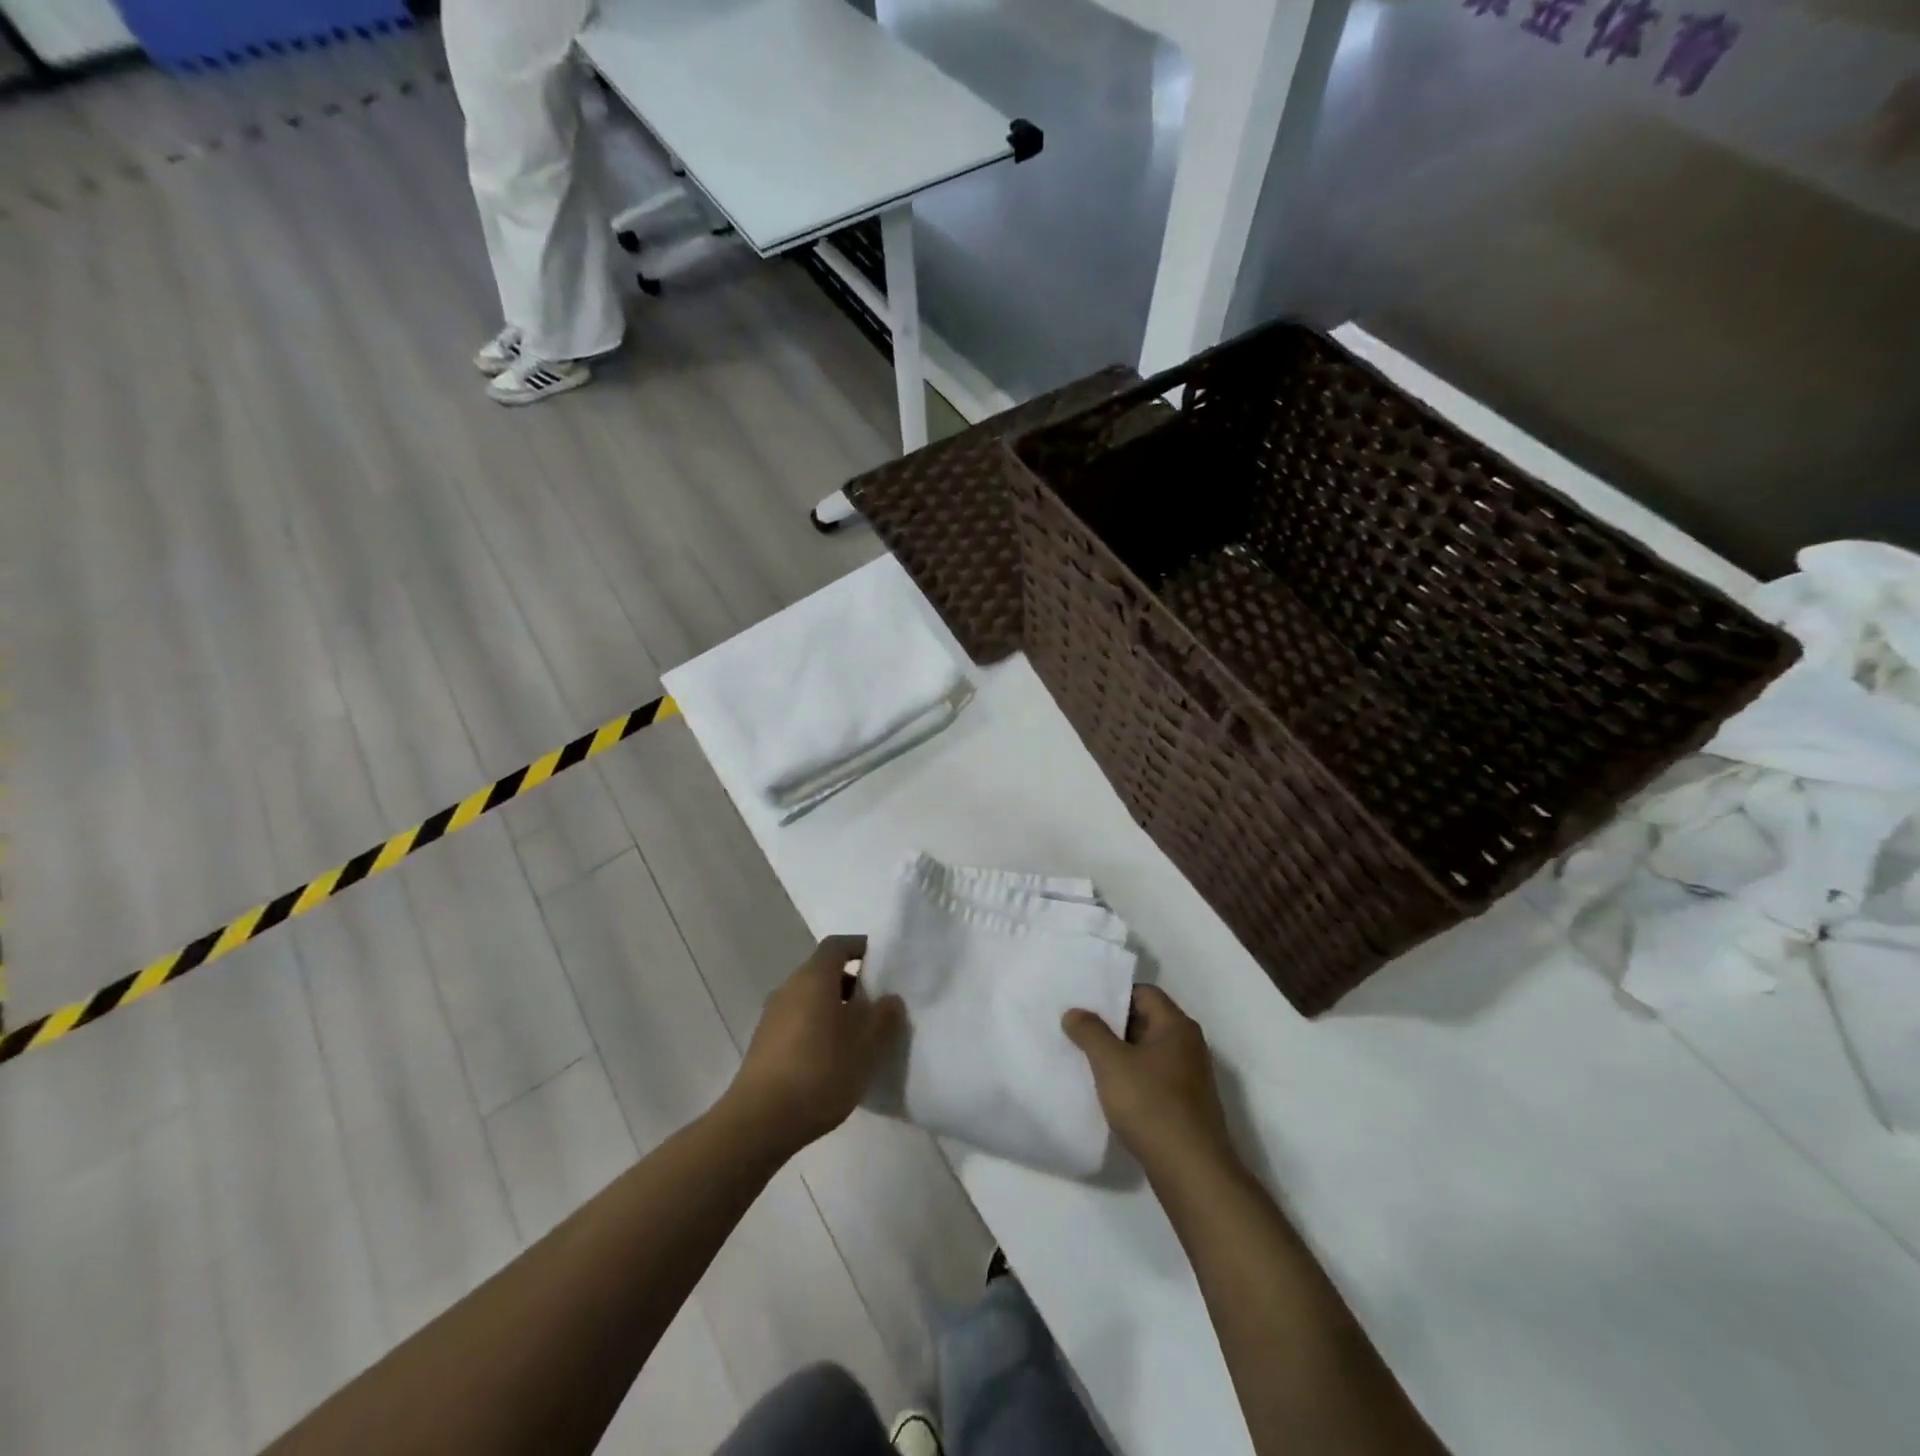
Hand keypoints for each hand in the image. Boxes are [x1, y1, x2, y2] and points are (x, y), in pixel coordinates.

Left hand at [723, 936, 903, 1157]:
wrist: (759, 1122)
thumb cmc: (819, 1073)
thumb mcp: (865, 1047)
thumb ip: (883, 1017)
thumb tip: (890, 998)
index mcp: (813, 978)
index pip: (837, 945)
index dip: (860, 947)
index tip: (883, 962)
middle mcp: (789, 988)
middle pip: (823, 971)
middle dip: (852, 982)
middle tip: (878, 1003)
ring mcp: (772, 1016)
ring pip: (810, 998)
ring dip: (835, 1007)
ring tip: (860, 1034)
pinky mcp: (764, 1043)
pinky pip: (798, 1020)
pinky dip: (819, 1026)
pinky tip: (834, 1057)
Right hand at [1063, 985, 1236, 1182]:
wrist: (1192, 1171)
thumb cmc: (1151, 1105)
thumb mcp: (1111, 1063)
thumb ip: (1090, 1032)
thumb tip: (1074, 1012)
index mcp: (1176, 1026)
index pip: (1144, 993)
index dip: (1114, 994)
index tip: (1085, 1004)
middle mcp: (1188, 1045)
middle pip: (1146, 1021)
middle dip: (1113, 1025)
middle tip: (1079, 1029)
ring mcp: (1190, 1077)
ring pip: (1148, 1052)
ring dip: (1121, 1054)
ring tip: (1087, 1059)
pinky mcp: (1186, 1105)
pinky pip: (1154, 1078)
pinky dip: (1132, 1079)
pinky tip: (1110, 1092)